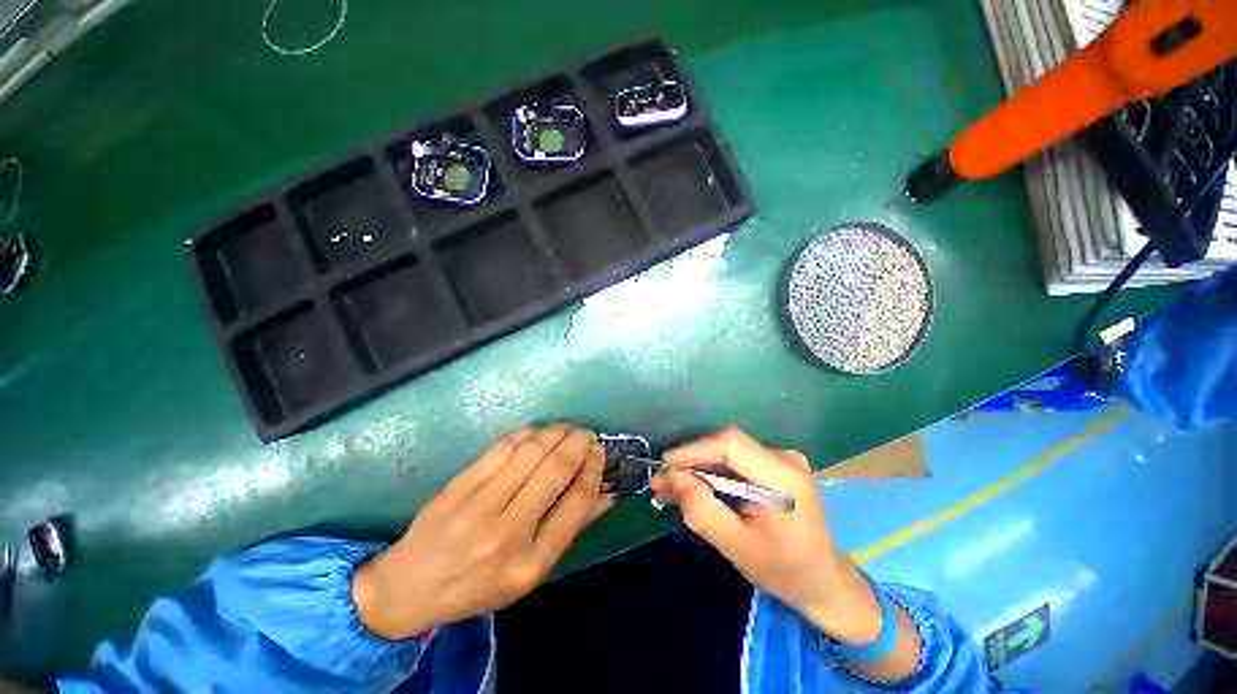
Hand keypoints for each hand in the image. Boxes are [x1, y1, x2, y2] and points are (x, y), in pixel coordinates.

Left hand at [352, 424, 612, 639]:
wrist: (411, 586)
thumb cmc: (479, 585)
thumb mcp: (532, 572)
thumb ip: (570, 530)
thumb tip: (607, 494)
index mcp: (530, 563)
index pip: (575, 504)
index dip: (593, 470)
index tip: (599, 451)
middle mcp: (506, 533)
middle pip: (555, 470)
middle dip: (578, 443)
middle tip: (587, 434)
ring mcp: (479, 506)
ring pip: (530, 452)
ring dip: (555, 432)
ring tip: (566, 429)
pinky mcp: (459, 485)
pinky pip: (501, 447)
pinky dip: (526, 433)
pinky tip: (537, 432)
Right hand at [651, 427, 880, 644]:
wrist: (822, 582)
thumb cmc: (783, 570)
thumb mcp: (736, 547)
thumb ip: (701, 510)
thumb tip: (671, 476)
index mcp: (783, 477)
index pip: (730, 444)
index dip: (693, 449)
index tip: (664, 465)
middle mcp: (784, 458)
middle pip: (726, 446)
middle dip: (690, 462)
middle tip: (661, 483)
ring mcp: (781, 460)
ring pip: (727, 454)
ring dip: (697, 469)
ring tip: (670, 489)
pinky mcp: (774, 466)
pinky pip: (735, 462)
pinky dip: (712, 474)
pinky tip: (694, 489)